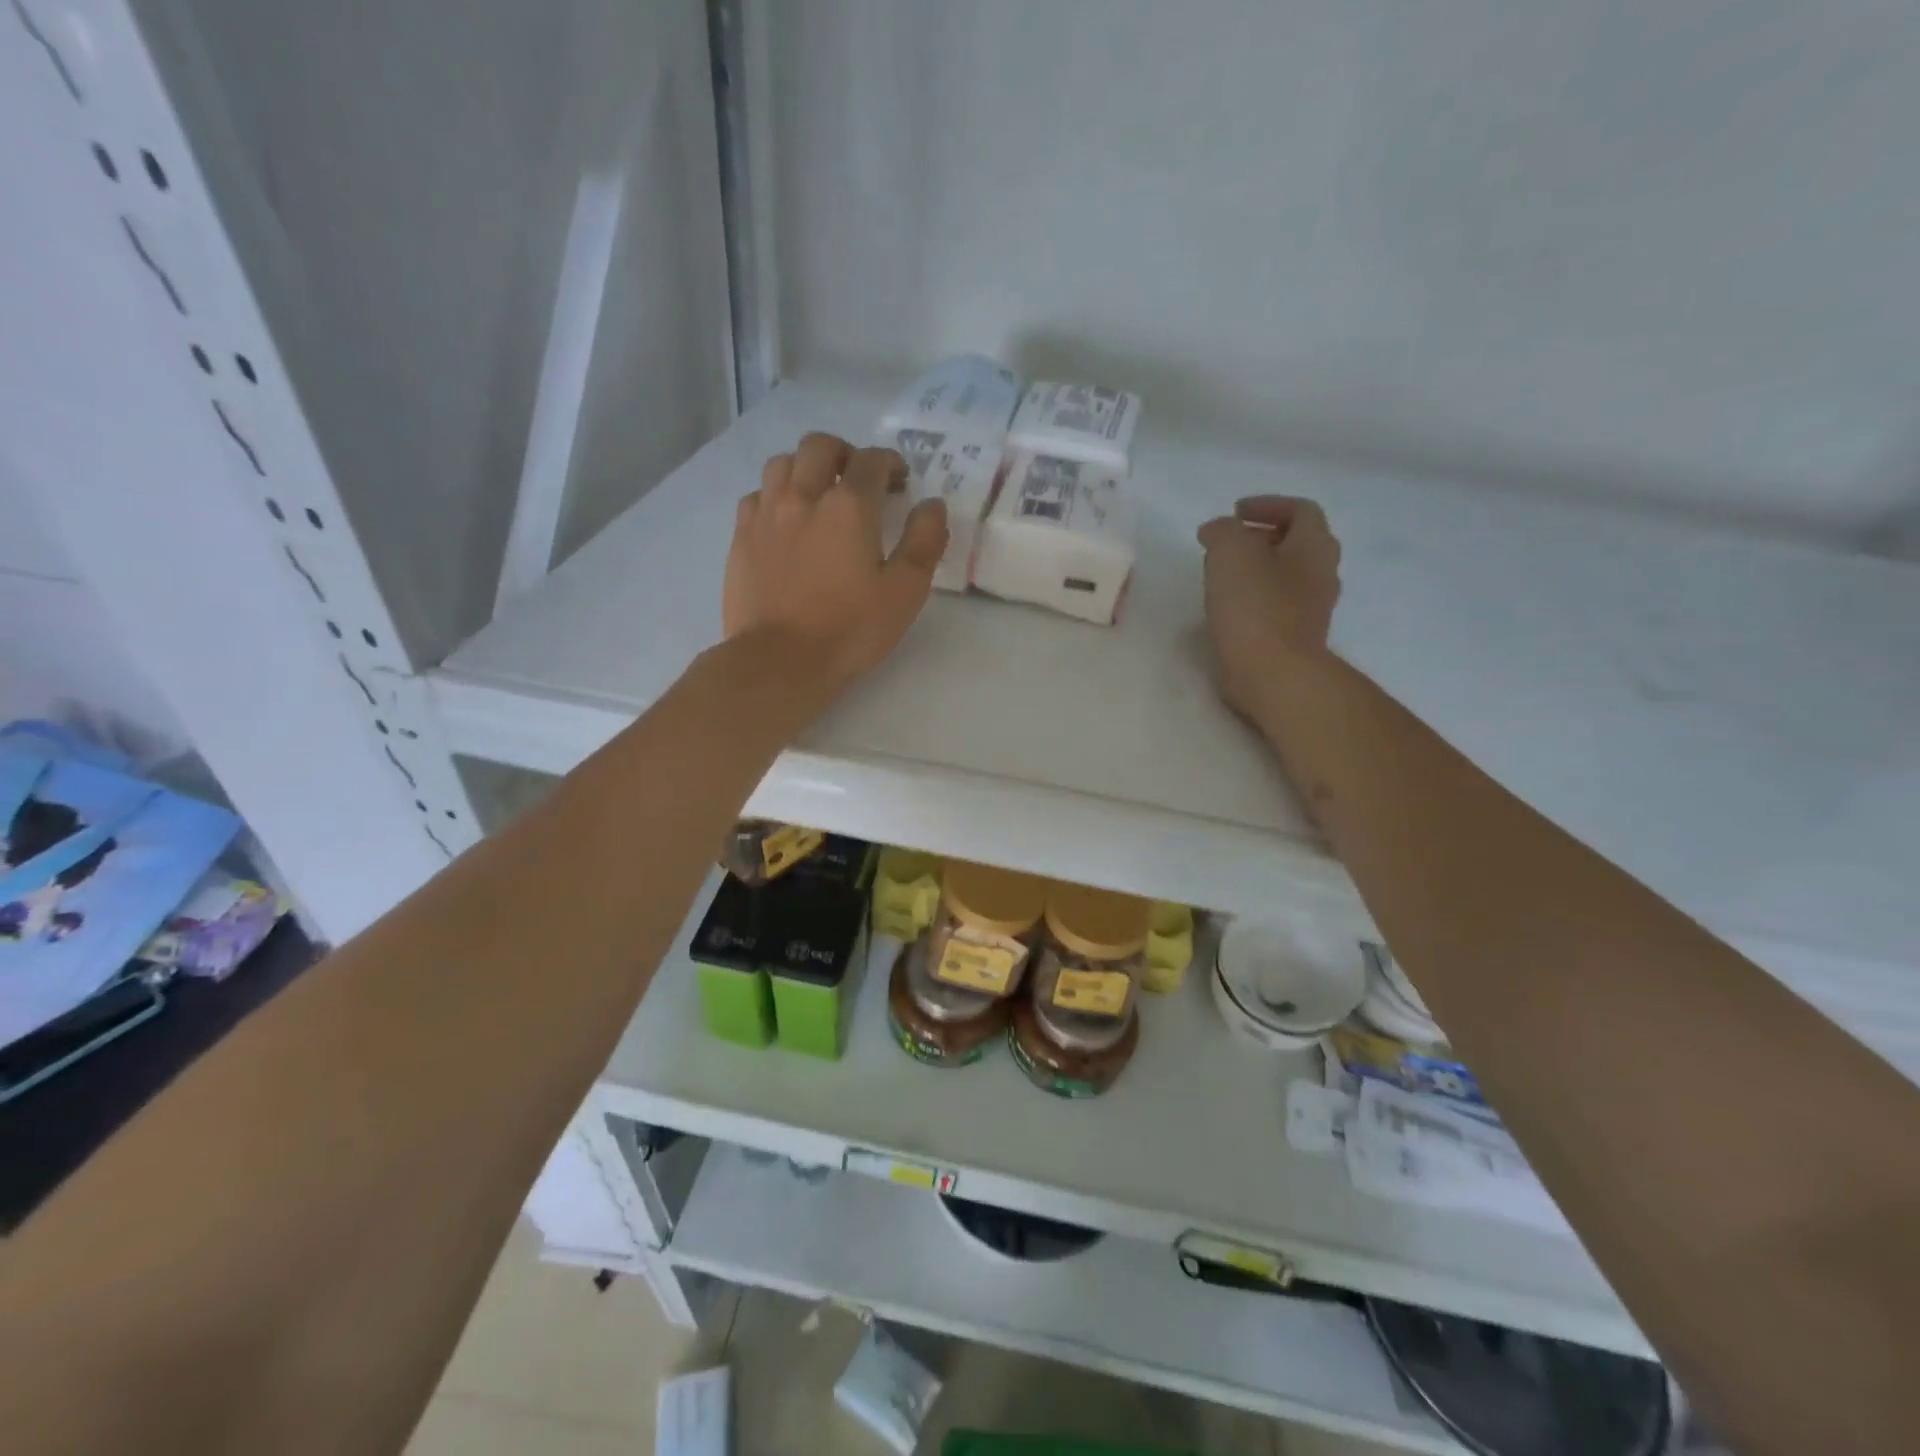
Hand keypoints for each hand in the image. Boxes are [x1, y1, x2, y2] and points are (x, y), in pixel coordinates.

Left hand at [724, 432, 948, 690]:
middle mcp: (804, 496)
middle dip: (845, 454)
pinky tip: (785, 520)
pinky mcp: (742, 536)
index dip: (890, 463)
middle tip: (858, 479)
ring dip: (806, 468)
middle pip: (820, 446)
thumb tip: (932, 505)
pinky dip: (775, 495)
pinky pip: (757, 495)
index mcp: (849, 507)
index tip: (899, 482)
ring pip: (782, 463)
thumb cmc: (850, 630)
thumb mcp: (905, 592)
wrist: (780, 660)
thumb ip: (924, 542)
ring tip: (819, 494)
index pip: (871, 461)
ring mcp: (766, 514)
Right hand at [1196, 497, 1341, 719]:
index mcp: (1315, 546)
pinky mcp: (1294, 638)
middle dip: (1261, 537)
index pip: (1301, 510)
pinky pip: (1276, 606)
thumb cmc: (1256, 606)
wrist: (1273, 674)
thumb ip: (1222, 530)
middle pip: (1296, 543)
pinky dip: (1253, 599)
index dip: (1268, 505)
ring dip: (1256, 570)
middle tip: (1226, 544)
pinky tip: (1227, 608)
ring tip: (1221, 576)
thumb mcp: (1230, 551)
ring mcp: (1312, 609)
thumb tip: (1217, 531)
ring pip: (1285, 576)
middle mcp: (1322, 574)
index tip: (1234, 513)